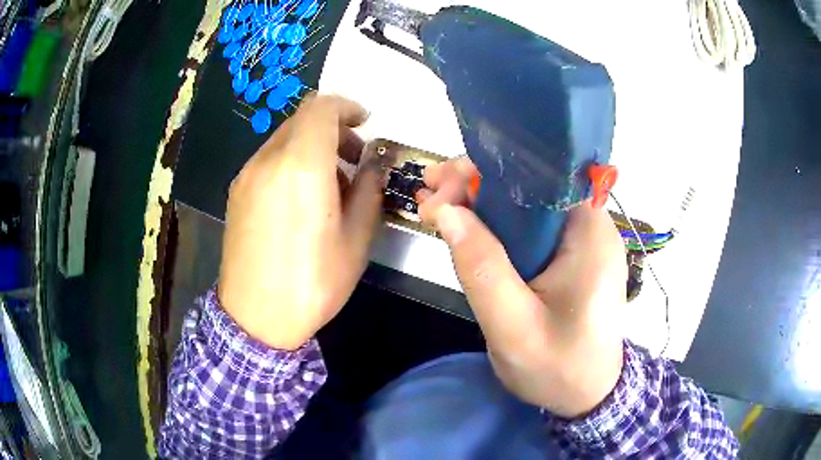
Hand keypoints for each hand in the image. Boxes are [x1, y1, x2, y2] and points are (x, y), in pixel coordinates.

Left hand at [219, 95, 381, 350]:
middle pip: (302, 120)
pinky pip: (269, 159)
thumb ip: (368, 190)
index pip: (322, 107)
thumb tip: (373, 164)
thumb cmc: (312, 283)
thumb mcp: (356, 240)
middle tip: (355, 159)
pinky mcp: (236, 192)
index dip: (347, 107)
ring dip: (312, 146)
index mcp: (301, 166)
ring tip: (331, 185)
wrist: (255, 318)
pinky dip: (292, 161)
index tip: (366, 124)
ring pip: (285, 138)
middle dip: (334, 128)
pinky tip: (302, 199)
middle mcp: (268, 160)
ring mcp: (247, 175)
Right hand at [417, 158, 625, 417]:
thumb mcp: (514, 327)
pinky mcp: (570, 256)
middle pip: (530, 184)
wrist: (587, 396)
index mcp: (590, 233)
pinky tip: (461, 224)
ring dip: (480, 201)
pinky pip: (529, 227)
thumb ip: (482, 269)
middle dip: (476, 183)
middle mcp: (590, 226)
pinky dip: (493, 222)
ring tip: (433, 203)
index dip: (488, 171)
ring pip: (526, 204)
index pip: (540, 175)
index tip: (444, 185)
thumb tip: (447, 210)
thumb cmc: (559, 368)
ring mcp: (581, 240)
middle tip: (429, 194)